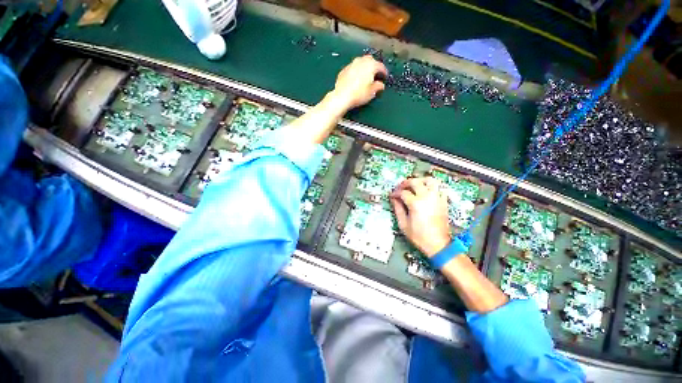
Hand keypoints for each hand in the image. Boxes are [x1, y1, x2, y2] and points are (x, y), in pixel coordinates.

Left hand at [327, 55, 387, 112]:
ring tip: (366, 75)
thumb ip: (378, 87)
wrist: (342, 96)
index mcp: (371, 65)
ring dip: (365, 67)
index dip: (384, 72)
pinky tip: (356, 78)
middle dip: (374, 66)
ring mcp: (352, 64)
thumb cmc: (359, 94)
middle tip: (375, 74)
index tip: (385, 77)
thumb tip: (381, 85)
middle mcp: (361, 61)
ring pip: (361, 62)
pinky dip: (357, 71)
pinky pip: (353, 68)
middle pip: (370, 60)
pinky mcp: (344, 69)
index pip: (381, 66)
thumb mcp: (371, 93)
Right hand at [390, 177, 450, 256]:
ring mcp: (437, 198)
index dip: (395, 193)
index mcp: (416, 203)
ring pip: (429, 180)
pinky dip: (431, 187)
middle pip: (415, 182)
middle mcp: (427, 197)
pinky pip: (439, 188)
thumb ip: (398, 209)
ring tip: (414, 185)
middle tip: (400, 188)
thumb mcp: (403, 224)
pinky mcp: (443, 202)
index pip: (403, 192)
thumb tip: (394, 199)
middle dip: (405, 183)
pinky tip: (426, 192)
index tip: (392, 196)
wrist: (438, 244)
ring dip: (420, 180)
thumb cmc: (419, 236)